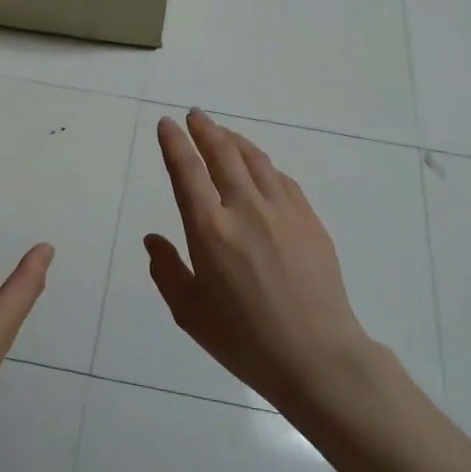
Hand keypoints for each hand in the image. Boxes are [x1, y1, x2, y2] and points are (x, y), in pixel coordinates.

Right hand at [145, 110, 374, 406]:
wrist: (317, 356)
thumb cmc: (245, 340)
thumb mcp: (190, 313)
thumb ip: (166, 270)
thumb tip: (153, 239)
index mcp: (210, 230)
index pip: (187, 171)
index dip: (174, 143)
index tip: (167, 124)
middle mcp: (245, 208)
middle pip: (223, 153)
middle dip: (205, 129)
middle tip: (194, 115)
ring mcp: (282, 211)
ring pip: (255, 159)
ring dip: (234, 140)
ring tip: (223, 133)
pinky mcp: (309, 220)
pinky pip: (281, 179)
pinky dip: (263, 164)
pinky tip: (260, 168)